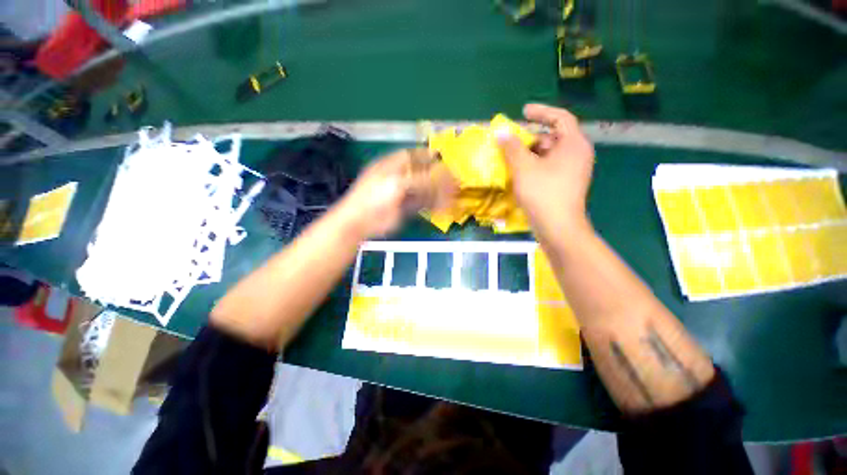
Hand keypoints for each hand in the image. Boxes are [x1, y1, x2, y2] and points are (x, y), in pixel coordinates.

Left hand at [337, 149, 456, 238]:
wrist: (359, 222)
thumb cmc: (374, 199)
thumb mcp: (397, 184)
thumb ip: (421, 179)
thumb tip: (443, 174)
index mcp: (393, 165)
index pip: (414, 156)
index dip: (429, 155)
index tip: (444, 158)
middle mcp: (399, 177)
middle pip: (422, 173)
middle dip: (438, 176)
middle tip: (454, 180)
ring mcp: (402, 193)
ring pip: (425, 189)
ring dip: (439, 192)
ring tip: (453, 195)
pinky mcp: (405, 208)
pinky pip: (423, 204)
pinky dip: (434, 205)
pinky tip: (443, 207)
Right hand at [497, 103, 594, 236]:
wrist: (558, 228)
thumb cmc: (543, 193)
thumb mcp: (523, 167)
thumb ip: (511, 147)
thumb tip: (501, 132)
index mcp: (573, 144)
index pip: (560, 118)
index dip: (541, 112)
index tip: (523, 112)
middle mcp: (577, 155)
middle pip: (552, 138)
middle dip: (530, 139)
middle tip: (511, 144)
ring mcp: (573, 171)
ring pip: (549, 155)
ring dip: (529, 155)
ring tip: (511, 160)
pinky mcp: (566, 185)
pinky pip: (549, 168)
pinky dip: (534, 167)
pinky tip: (519, 175)